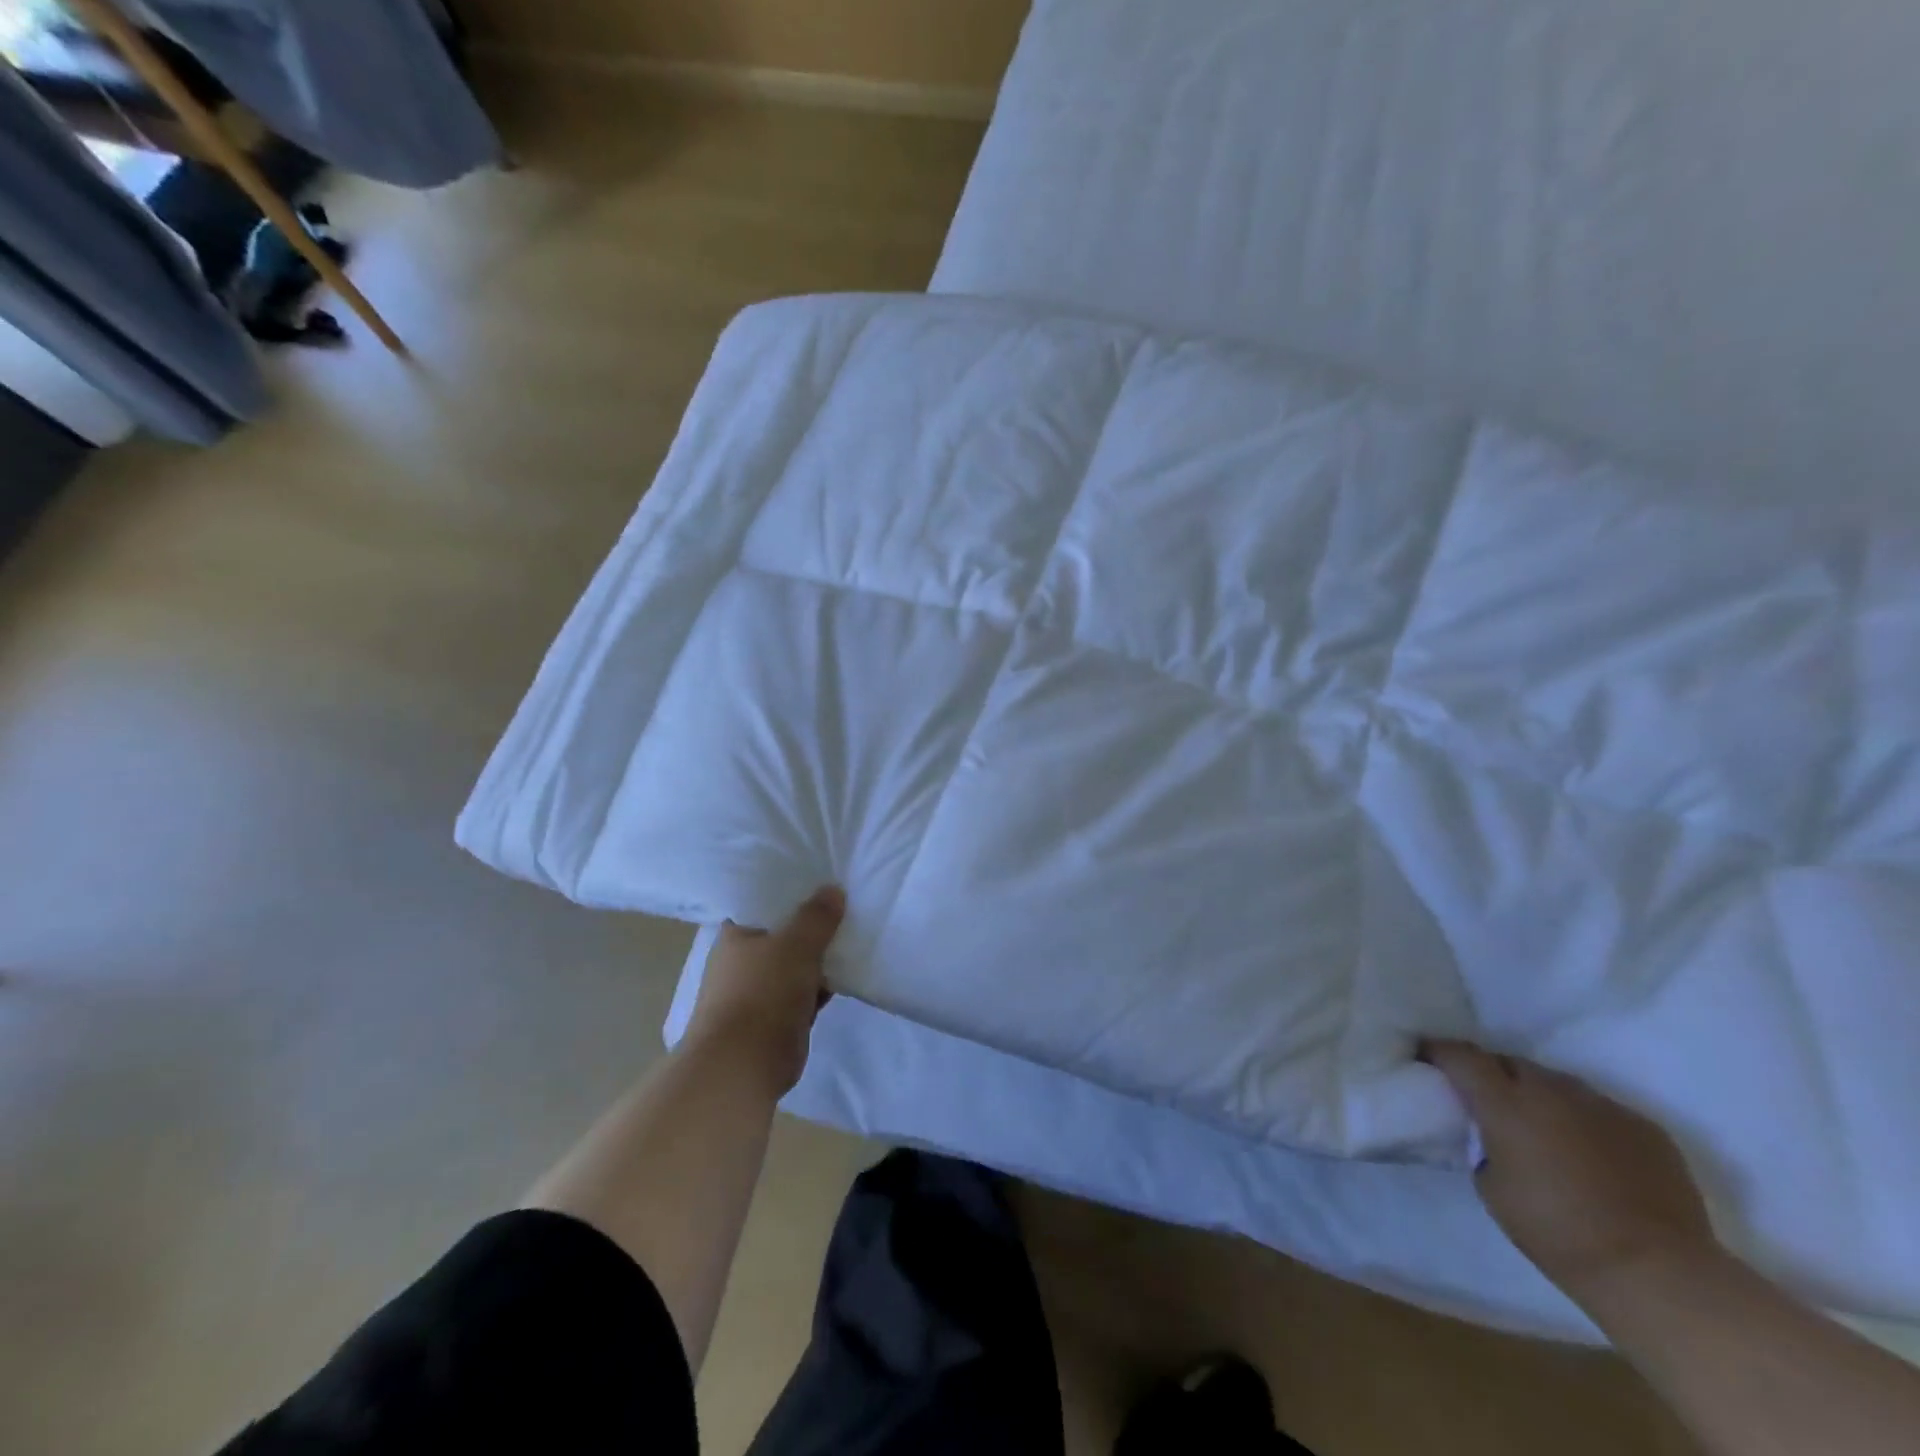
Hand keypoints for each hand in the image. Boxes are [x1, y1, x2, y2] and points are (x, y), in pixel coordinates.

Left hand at [684, 887, 844, 1095]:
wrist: (743, 1066)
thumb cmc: (762, 993)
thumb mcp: (796, 945)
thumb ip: (816, 917)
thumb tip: (833, 889)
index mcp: (735, 935)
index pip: (764, 902)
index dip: (792, 891)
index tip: (823, 880)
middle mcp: (743, 960)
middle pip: (784, 933)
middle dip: (812, 925)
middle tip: (847, 906)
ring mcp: (758, 991)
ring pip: (796, 964)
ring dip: (820, 958)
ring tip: (855, 935)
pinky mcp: (775, 1019)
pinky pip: (804, 993)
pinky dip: (821, 987)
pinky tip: (847, 975)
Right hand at [1423, 1040, 1715, 1299]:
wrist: (1657, 1273)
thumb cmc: (1557, 1232)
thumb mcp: (1493, 1188)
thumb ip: (1485, 1145)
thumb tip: (1492, 1135)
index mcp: (1505, 1102)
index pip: (1460, 1055)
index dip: (1439, 1052)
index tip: (1427, 1057)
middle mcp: (1551, 1090)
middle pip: (1510, 1063)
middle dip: (1494, 1076)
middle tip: (1489, 1103)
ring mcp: (1602, 1105)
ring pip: (1558, 1084)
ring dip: (1542, 1098)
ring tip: (1545, 1131)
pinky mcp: (1645, 1127)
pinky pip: (1601, 1111)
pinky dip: (1586, 1123)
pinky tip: (1593, 1156)